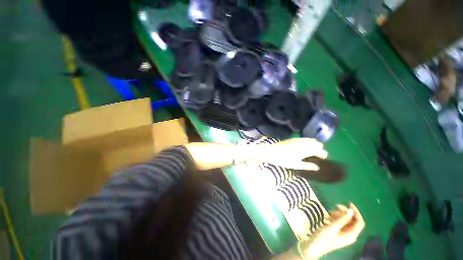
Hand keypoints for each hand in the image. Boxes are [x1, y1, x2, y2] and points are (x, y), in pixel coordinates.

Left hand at [258, 138, 327, 170]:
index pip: (320, 151)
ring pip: (311, 140)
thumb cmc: (284, 160)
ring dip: (314, 144)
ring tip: (312, 151)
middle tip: (318, 155)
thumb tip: (317, 167)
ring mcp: (299, 140)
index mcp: (307, 150)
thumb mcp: (296, 165)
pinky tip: (305, 146)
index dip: (324, 155)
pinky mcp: (294, 138)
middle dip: (320, 149)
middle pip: (317, 144)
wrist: (272, 151)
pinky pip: (305, 139)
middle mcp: (304, 143)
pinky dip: (308, 142)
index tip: (323, 159)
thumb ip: (308, 166)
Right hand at [301, 203, 364, 258]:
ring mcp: (343, 233)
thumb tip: (350, 210)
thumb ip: (342, 219)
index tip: (348, 203)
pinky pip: (339, 222)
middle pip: (352, 220)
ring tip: (329, 213)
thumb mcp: (332, 228)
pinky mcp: (337, 232)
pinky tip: (327, 217)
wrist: (313, 246)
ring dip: (338, 214)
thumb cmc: (323, 238)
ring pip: (345, 220)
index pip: (359, 222)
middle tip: (335, 206)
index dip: (356, 212)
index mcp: (351, 235)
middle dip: (344, 212)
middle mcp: (349, 234)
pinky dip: (334, 218)